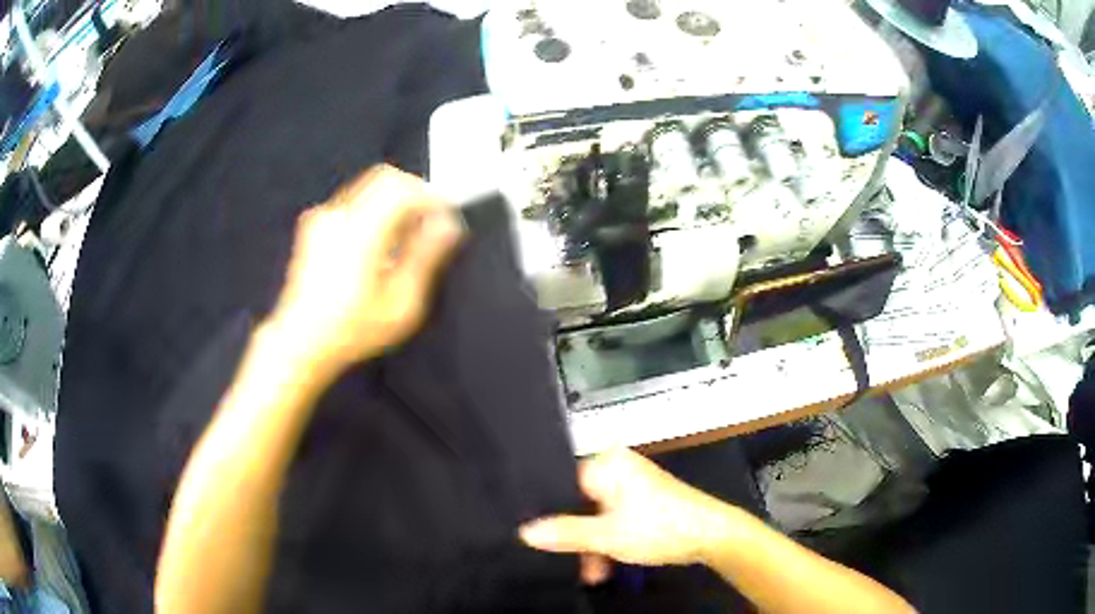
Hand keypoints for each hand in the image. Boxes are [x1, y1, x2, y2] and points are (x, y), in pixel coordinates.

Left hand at [268, 165, 462, 373]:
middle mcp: (338, 215)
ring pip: (368, 187)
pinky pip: (353, 201)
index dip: (430, 195)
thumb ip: (425, 257)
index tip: (445, 215)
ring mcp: (322, 218)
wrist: (301, 341)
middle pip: (384, 178)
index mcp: (359, 231)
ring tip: (404, 238)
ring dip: (393, 202)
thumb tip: (448, 225)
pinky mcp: (314, 226)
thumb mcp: (400, 302)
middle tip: (428, 222)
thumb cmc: (351, 329)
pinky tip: (378, 244)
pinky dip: (374, 210)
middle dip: (413, 193)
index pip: (401, 187)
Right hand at [519, 448, 732, 584]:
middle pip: (579, 504)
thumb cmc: (659, 528)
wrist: (712, 535)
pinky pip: (613, 517)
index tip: (542, 541)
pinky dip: (609, 539)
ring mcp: (633, 483)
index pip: (563, 485)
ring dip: (593, 545)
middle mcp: (618, 467)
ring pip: (596, 515)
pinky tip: (608, 563)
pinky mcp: (644, 499)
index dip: (552, 515)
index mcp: (608, 464)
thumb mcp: (606, 536)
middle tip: (573, 565)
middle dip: (577, 537)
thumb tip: (524, 531)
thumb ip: (564, 533)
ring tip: (595, 573)